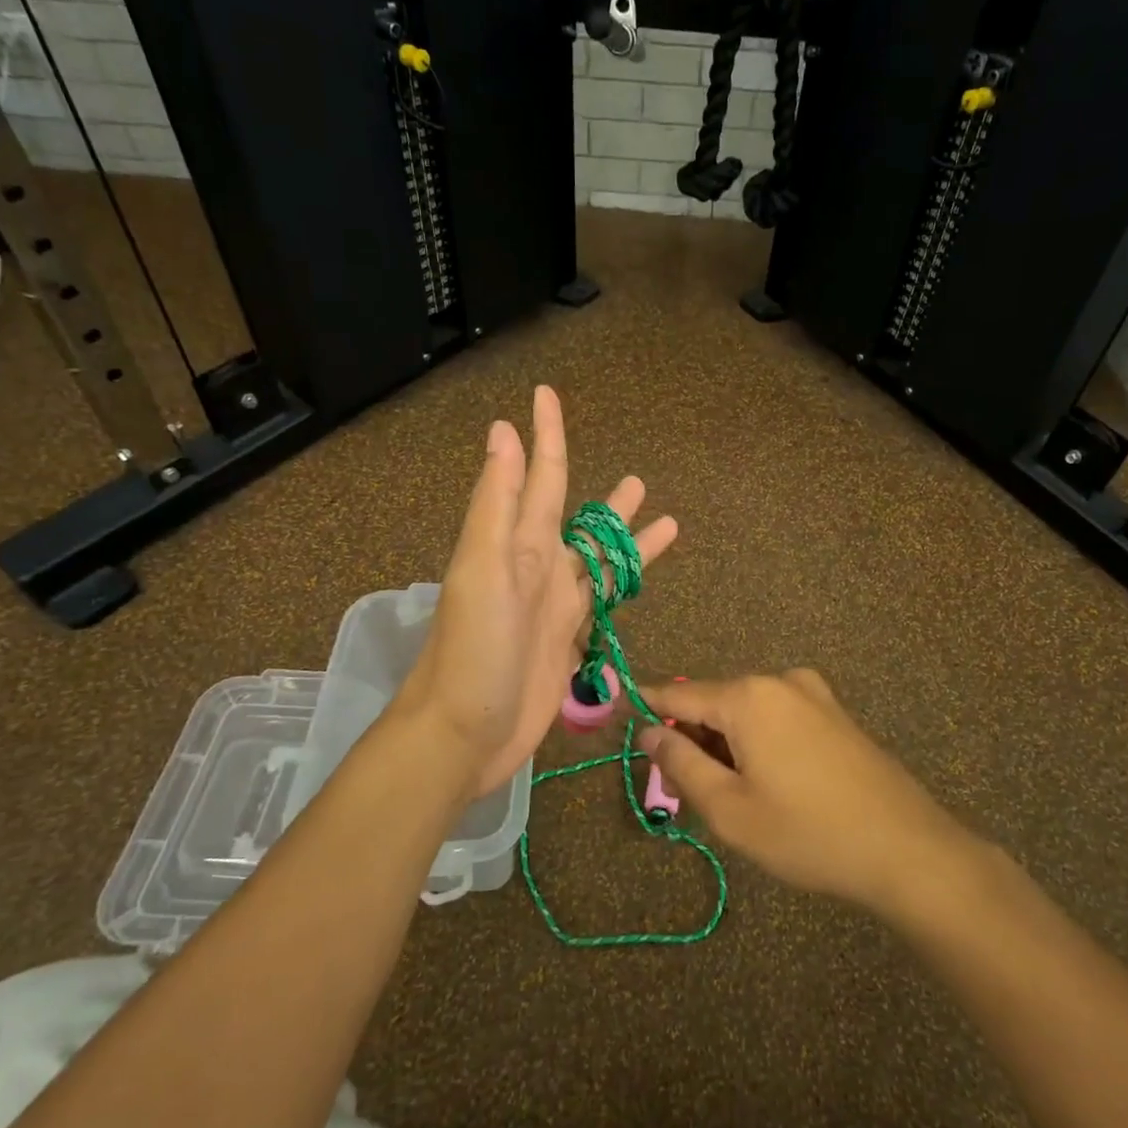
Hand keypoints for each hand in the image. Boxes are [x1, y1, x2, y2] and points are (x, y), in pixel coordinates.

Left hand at [399, 386, 677, 798]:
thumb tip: (502, 431)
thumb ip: (496, 503)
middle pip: (577, 520)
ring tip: (663, 519)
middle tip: (638, 479)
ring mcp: (554, 606)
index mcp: (516, 544)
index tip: (546, 393)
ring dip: (626, 540)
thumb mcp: (482, 569)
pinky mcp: (567, 641)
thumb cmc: (472, 650)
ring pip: (598, 562)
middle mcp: (536, 568)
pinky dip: (624, 587)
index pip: (539, 476)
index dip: (545, 435)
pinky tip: (641, 583)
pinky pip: (603, 602)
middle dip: (604, 500)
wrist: (463, 733)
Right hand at [640, 670, 980, 919]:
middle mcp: (779, 681)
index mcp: (748, 696)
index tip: (620, 719)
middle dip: (694, 739)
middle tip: (687, 792)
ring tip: (733, 799)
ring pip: (747, 713)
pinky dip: (758, 744)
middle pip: (714, 703)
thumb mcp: (730, 810)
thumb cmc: (808, 833)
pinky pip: (778, 718)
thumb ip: (681, 764)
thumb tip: (649, 732)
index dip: (647, 709)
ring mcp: (813, 694)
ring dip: (727, 746)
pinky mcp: (835, 713)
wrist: (907, 850)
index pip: (678, 694)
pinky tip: (771, 787)